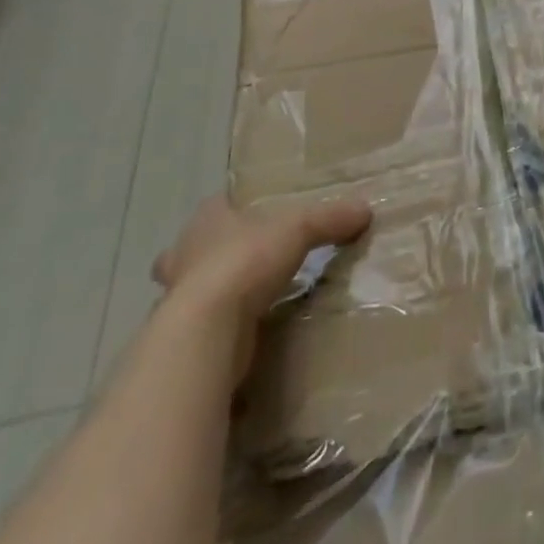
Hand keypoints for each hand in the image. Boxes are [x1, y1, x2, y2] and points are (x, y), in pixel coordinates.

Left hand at [153, 195, 370, 377]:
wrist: (206, 331)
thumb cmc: (246, 261)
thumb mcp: (301, 228)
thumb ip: (331, 218)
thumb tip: (365, 210)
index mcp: (206, 221)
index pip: (217, 206)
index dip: (233, 209)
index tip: (254, 216)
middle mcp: (184, 256)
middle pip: (197, 249)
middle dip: (217, 254)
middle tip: (250, 259)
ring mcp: (178, 300)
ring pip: (196, 289)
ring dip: (217, 293)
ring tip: (252, 297)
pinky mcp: (184, 338)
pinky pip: (206, 326)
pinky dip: (222, 327)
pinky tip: (245, 332)